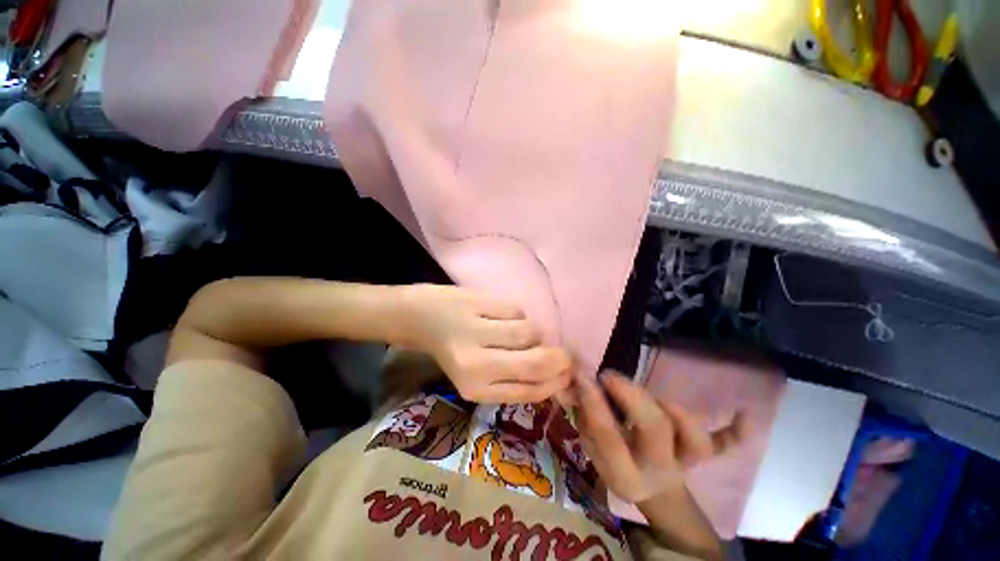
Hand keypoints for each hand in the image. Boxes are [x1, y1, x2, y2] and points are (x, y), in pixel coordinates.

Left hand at [399, 284, 571, 402]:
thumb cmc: (453, 349)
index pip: (529, 391)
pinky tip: (499, 314)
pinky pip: (517, 310)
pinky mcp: (479, 302)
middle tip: (564, 353)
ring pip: (530, 331)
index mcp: (475, 389)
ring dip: (532, 331)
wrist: (420, 318)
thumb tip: (556, 376)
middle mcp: (475, 364)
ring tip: (516, 330)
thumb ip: (512, 380)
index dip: (556, 383)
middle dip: (559, 358)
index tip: (567, 374)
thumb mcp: (478, 377)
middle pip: (536, 362)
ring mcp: (476, 330)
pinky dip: (516, 314)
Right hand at [574, 371, 745, 503]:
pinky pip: (725, 446)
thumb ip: (585, 415)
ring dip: (679, 414)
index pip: (608, 436)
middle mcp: (660, 470)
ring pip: (695, 441)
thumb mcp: (591, 446)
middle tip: (611, 376)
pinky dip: (736, 432)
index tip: (584, 375)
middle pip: (654, 431)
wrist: (652, 488)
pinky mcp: (703, 456)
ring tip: (655, 395)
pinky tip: (746, 412)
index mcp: (625, 474)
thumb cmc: (616, 463)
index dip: (595, 402)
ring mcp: (686, 463)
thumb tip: (577, 380)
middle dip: (633, 398)